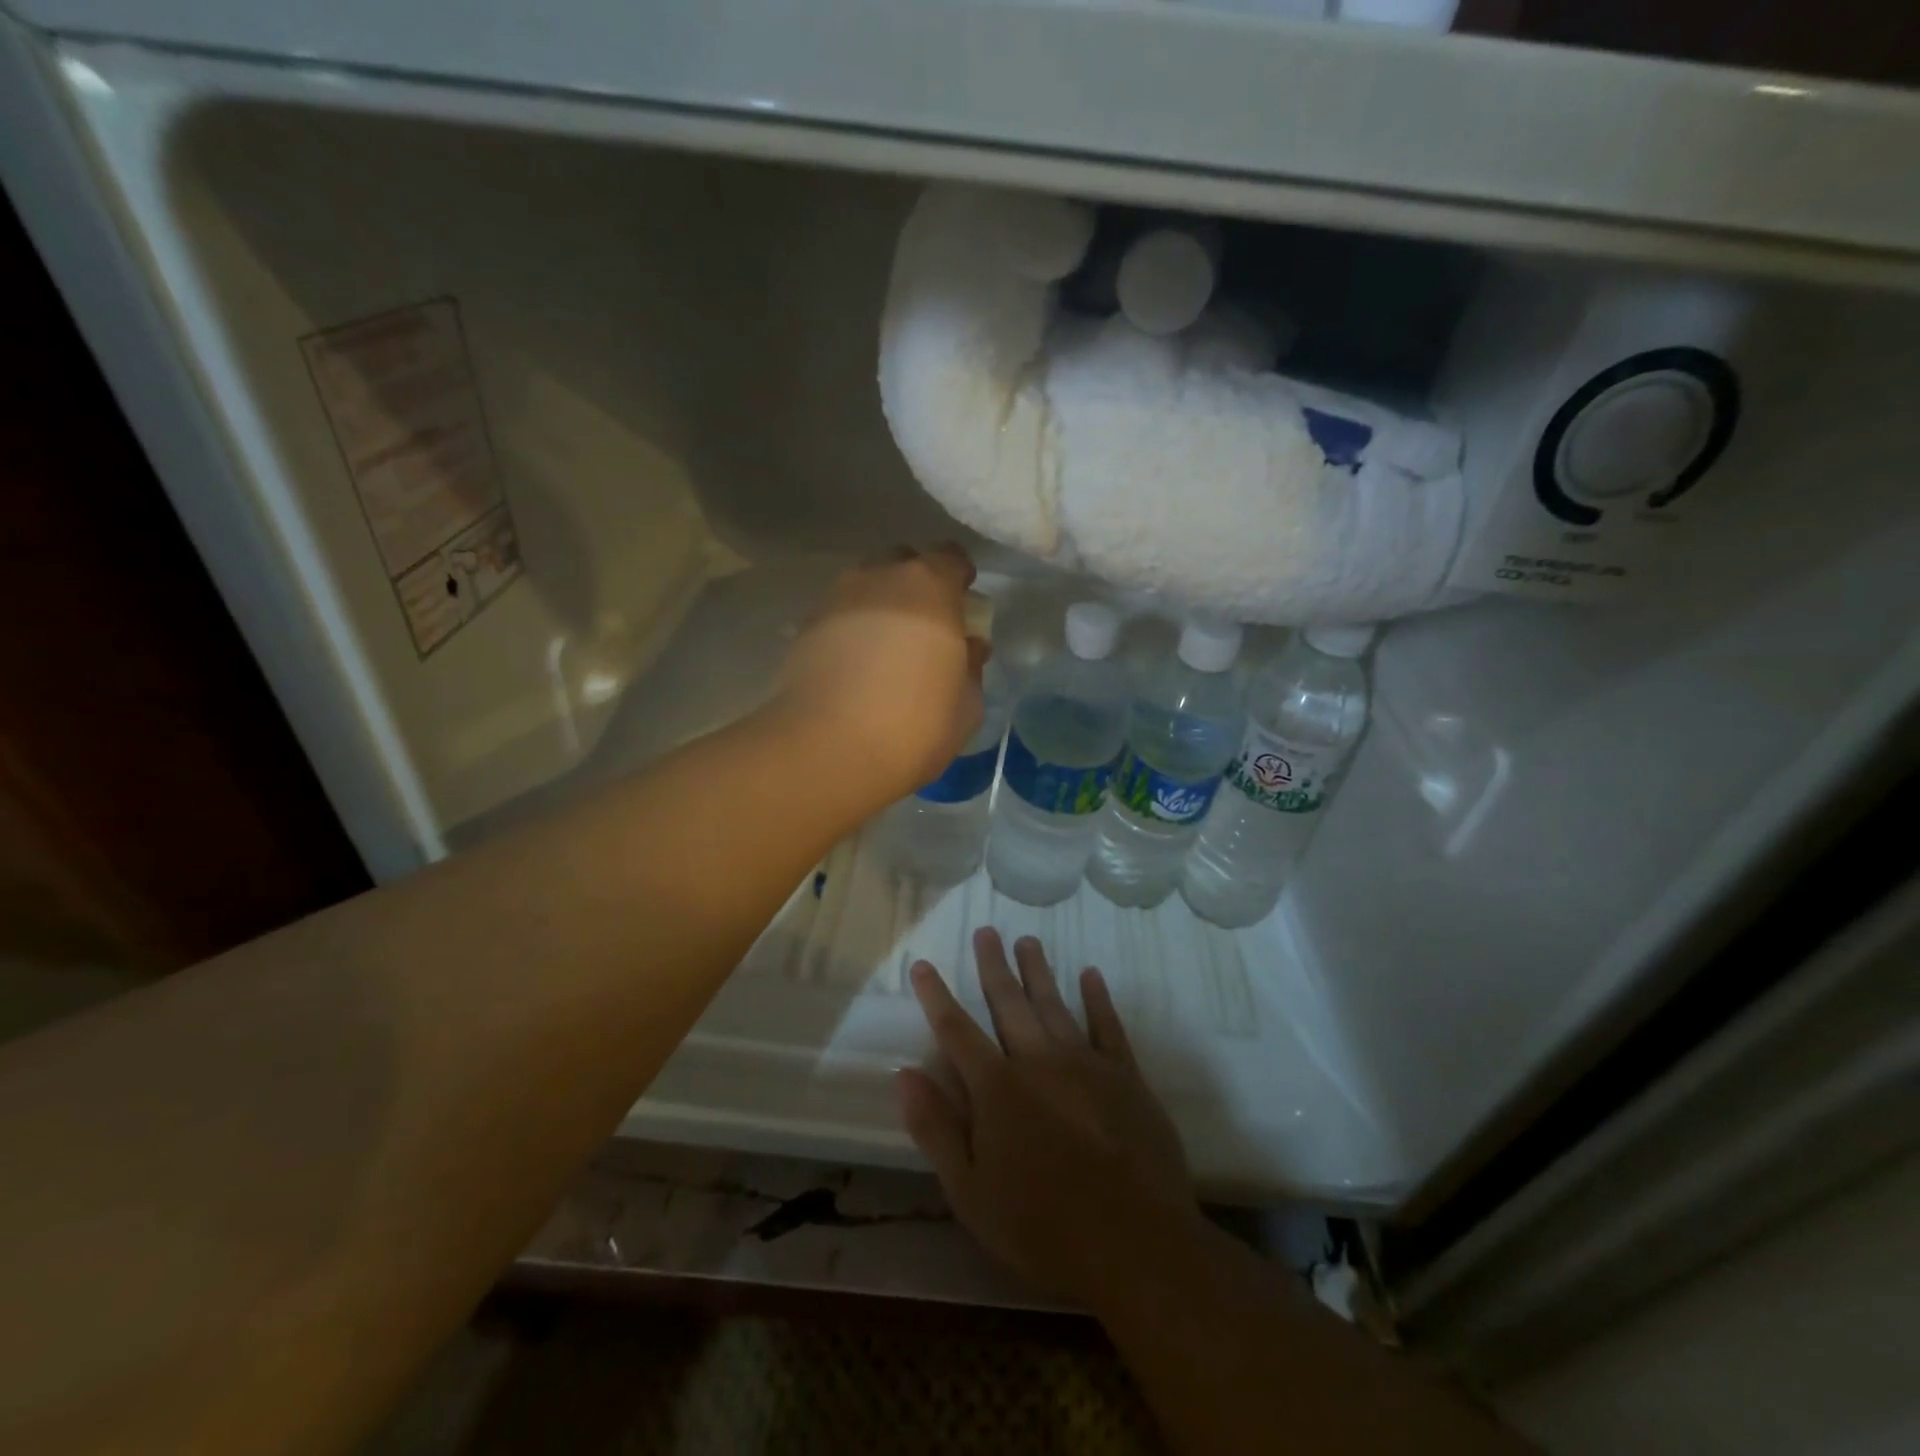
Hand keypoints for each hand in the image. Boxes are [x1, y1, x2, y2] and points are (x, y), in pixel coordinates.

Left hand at [772, 544, 986, 802]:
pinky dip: (848, 629)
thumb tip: (969, 647)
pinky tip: (853, 665)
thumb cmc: (915, 725)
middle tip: (924, 624)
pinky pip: (837, 615)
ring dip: (878, 604)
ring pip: (864, 585)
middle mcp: (879, 578)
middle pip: (902, 563)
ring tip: (884, 646)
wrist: (829, 749)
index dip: (959, 577)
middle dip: (915, 585)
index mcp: (930, 587)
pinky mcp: (803, 627)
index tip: (962, 603)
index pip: (951, 558)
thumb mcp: (967, 704)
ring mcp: (836, 599)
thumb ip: (971, 666)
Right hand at [896, 928, 1203, 1308]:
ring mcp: (1085, 1063)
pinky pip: (1108, 1025)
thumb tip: (903, 1074)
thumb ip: (935, 1129)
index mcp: (997, 1088)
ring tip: (1027, 941)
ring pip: (1054, 1004)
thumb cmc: (1042, 1226)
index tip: (923, 965)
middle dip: (993, 966)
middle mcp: (1038, 1061)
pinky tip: (1091, 975)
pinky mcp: (1125, 1075)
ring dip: (1038, 971)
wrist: (1134, 1243)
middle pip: (1008, 1002)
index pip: (956, 1030)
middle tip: (986, 932)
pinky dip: (1098, 998)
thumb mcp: (970, 1192)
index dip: (936, 996)